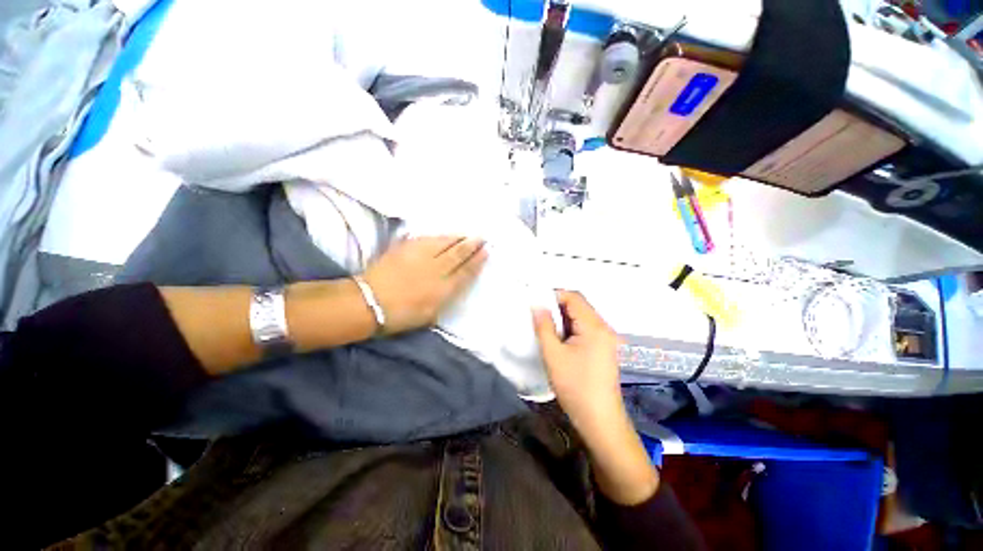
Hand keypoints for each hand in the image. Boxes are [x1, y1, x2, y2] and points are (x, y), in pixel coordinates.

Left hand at [364, 236, 487, 334]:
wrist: (369, 302)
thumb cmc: (401, 315)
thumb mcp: (430, 315)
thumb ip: (445, 298)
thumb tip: (454, 285)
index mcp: (443, 289)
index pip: (465, 271)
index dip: (477, 261)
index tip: (486, 252)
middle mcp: (436, 270)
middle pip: (459, 254)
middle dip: (472, 245)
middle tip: (482, 238)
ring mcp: (421, 257)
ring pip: (445, 243)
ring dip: (458, 238)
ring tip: (467, 235)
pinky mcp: (406, 248)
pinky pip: (428, 239)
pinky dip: (439, 236)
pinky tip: (444, 235)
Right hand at [533, 291, 624, 430]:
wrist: (599, 419)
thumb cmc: (574, 386)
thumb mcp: (553, 354)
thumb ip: (544, 326)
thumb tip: (537, 305)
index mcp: (594, 326)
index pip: (574, 297)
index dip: (553, 295)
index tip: (535, 302)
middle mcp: (604, 327)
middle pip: (579, 305)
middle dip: (557, 306)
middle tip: (537, 315)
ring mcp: (606, 338)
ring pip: (581, 317)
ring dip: (563, 318)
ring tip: (545, 326)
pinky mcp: (604, 348)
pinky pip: (585, 328)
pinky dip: (570, 328)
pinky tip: (559, 338)